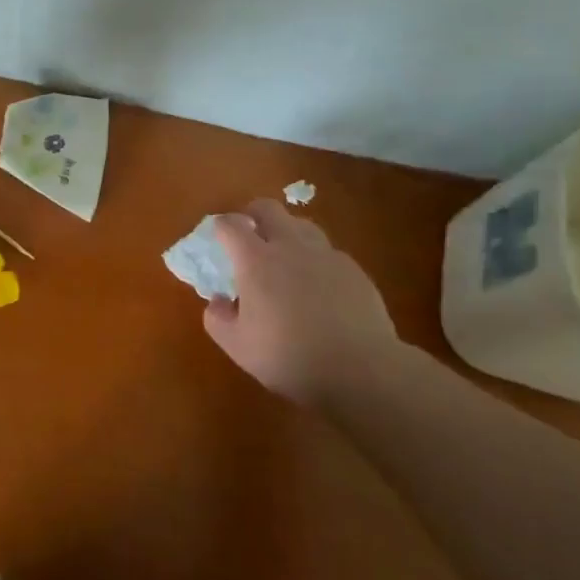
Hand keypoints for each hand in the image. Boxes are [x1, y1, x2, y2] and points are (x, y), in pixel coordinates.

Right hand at [203, 199, 400, 405]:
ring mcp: (326, 255)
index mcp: (256, 260)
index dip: (221, 226)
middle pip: (268, 208)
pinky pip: (328, 252)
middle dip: (253, 214)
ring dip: (287, 233)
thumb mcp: (238, 346)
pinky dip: (316, 260)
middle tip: (249, 234)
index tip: (218, 237)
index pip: (231, 225)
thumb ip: (218, 319)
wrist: (361, 370)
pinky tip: (319, 287)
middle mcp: (290, 246)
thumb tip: (217, 302)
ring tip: (285, 258)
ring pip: (302, 225)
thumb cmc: (290, 357)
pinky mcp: (354, 270)